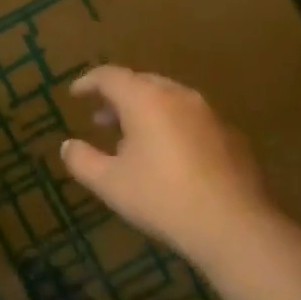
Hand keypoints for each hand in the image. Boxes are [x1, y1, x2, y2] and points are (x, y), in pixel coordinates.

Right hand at [60, 65, 272, 263]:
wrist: (232, 223)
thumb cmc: (162, 198)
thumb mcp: (110, 183)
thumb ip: (82, 160)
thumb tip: (68, 145)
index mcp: (146, 99)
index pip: (110, 76)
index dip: (89, 82)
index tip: (75, 94)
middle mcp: (178, 95)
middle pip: (142, 82)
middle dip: (118, 97)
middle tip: (101, 119)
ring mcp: (209, 113)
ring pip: (169, 99)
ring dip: (145, 111)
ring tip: (132, 138)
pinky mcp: (230, 134)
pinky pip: (191, 118)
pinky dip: (171, 125)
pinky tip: (169, 156)